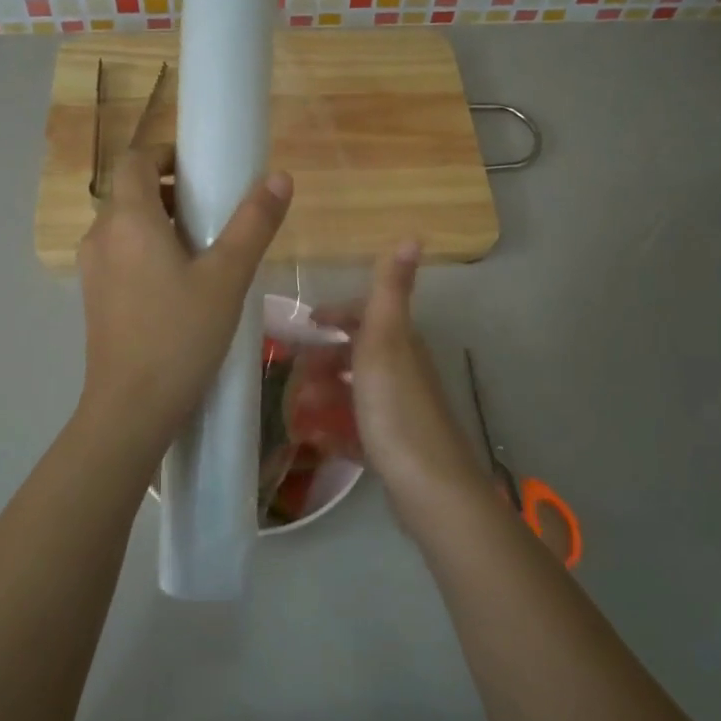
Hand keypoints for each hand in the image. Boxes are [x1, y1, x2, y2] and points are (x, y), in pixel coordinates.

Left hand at [77, 146, 292, 449]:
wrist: (131, 408)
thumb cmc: (181, 336)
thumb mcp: (227, 278)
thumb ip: (253, 224)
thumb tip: (279, 177)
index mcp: (128, 219)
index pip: (135, 159)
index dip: (166, 155)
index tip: (201, 171)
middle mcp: (101, 236)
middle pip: (131, 192)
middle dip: (170, 192)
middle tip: (213, 215)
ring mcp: (92, 270)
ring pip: (125, 227)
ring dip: (159, 224)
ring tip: (202, 253)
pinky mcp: (94, 299)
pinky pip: (120, 256)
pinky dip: (146, 253)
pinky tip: (179, 288)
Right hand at [318, 241, 492, 519]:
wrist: (428, 486)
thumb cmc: (396, 408)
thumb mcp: (386, 342)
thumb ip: (391, 292)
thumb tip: (413, 234)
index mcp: (401, 345)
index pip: (368, 316)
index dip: (337, 314)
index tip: (305, 323)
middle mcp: (404, 373)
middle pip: (358, 355)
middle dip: (324, 360)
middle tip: (292, 376)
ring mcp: (400, 412)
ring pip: (356, 393)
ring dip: (326, 395)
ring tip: (299, 410)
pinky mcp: (394, 447)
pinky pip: (358, 429)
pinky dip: (337, 429)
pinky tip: (318, 440)